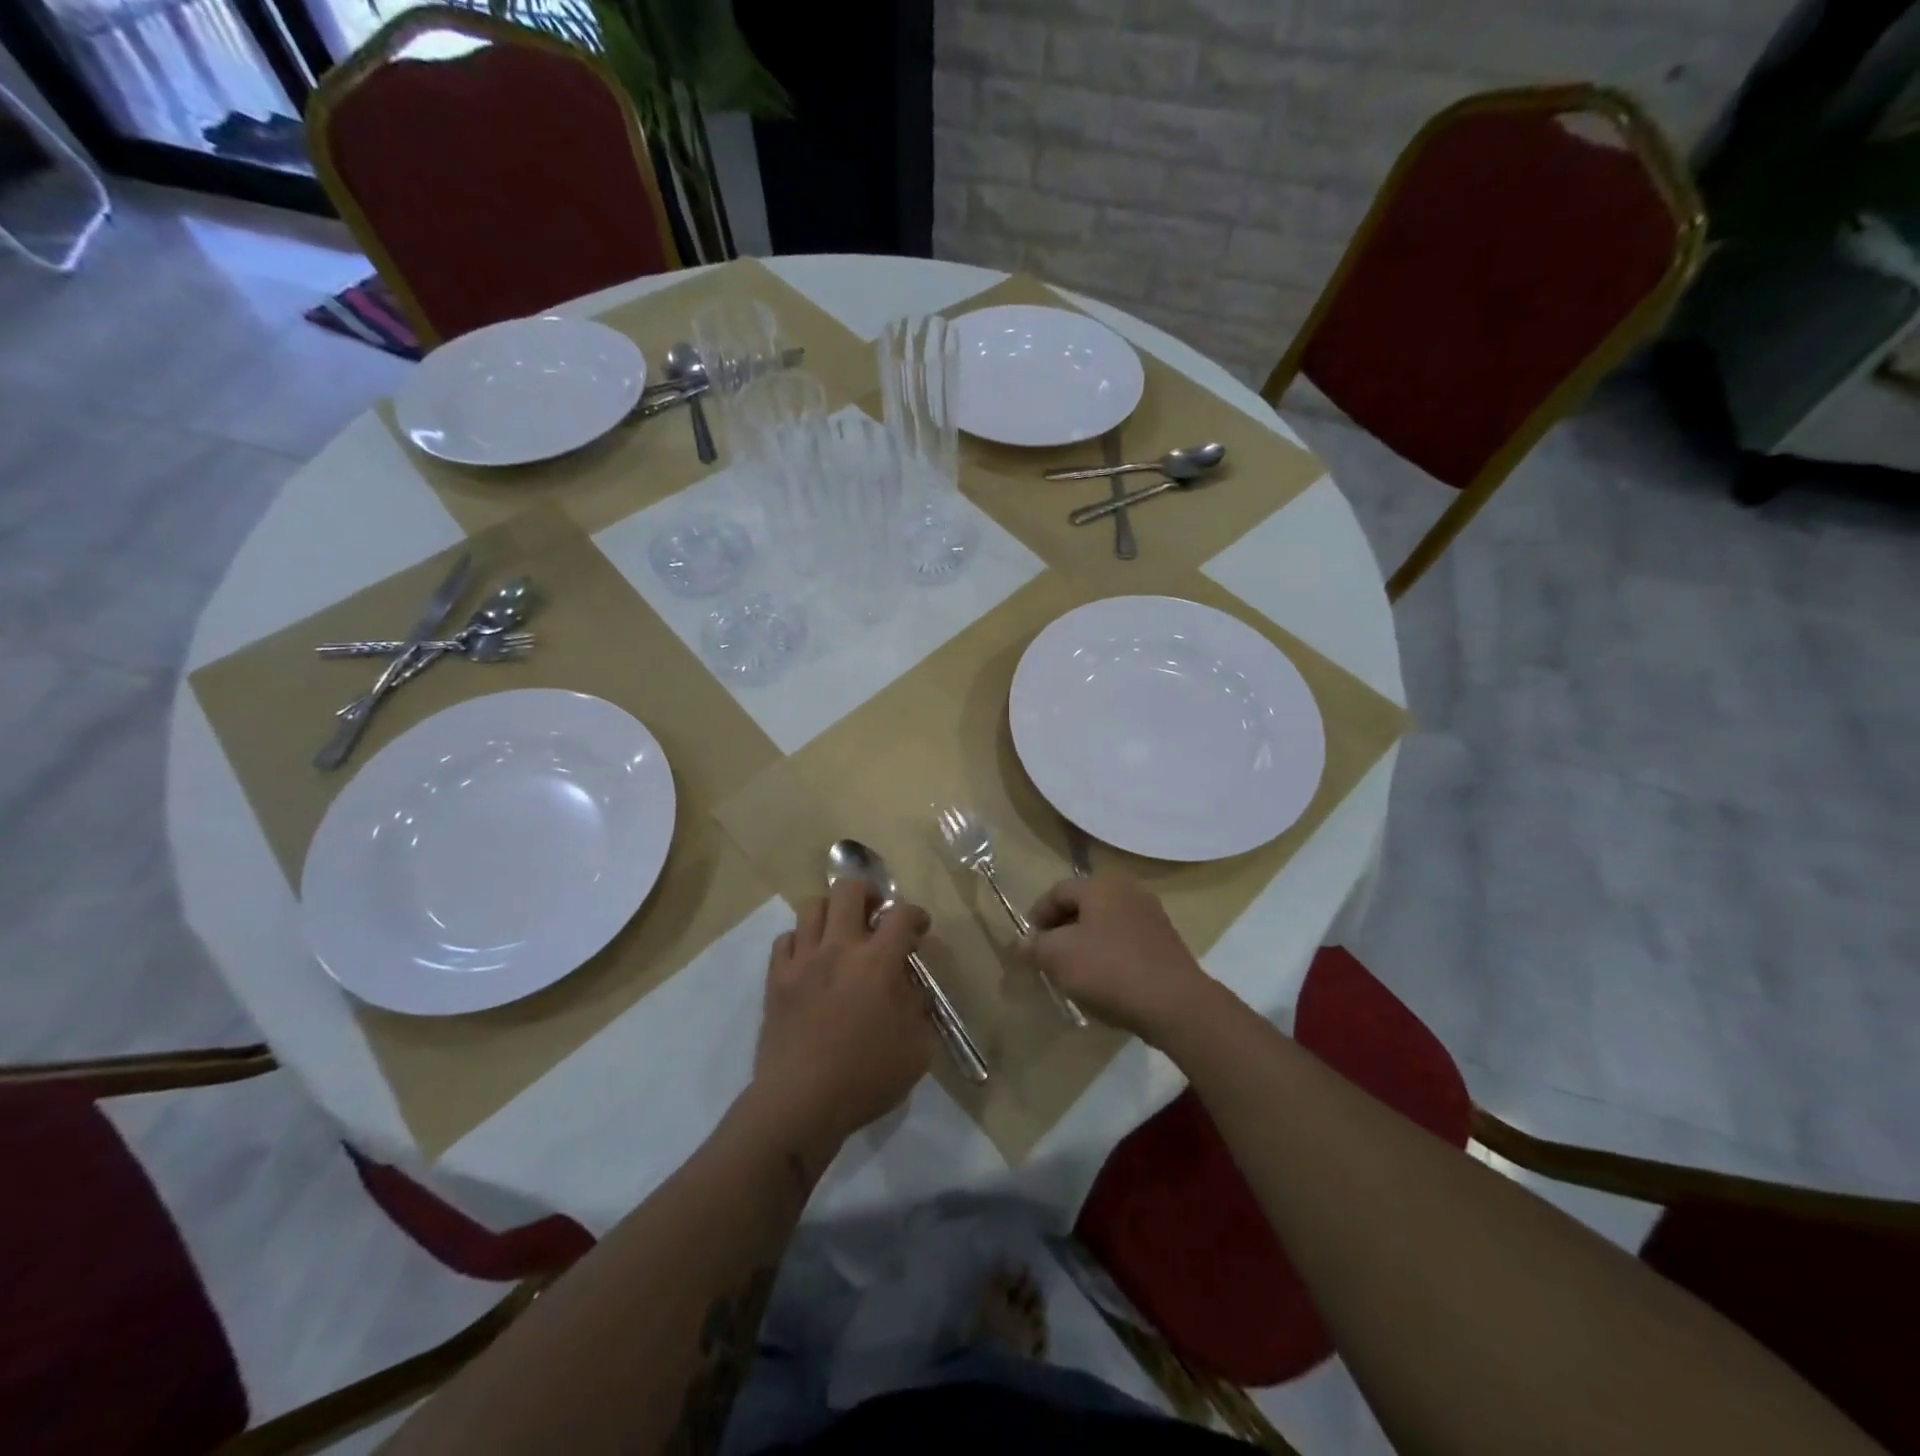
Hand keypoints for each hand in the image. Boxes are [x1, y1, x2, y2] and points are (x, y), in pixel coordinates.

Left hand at [751, 878, 935, 1154]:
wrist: (800, 1102)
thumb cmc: (866, 1078)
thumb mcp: (917, 1049)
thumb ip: (920, 1009)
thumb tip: (914, 989)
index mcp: (878, 962)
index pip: (902, 914)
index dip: (916, 915)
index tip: (919, 930)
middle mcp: (840, 948)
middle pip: (849, 889)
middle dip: (868, 893)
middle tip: (876, 915)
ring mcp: (803, 960)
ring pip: (812, 905)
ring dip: (832, 912)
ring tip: (841, 932)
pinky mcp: (776, 978)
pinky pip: (785, 939)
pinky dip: (801, 940)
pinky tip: (810, 959)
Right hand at [1025, 873, 1211, 1041]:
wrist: (1175, 1004)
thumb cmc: (1109, 970)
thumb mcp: (1058, 957)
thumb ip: (1034, 947)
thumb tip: (1022, 944)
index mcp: (1100, 884)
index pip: (1057, 892)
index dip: (1037, 916)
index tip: (1028, 943)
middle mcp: (1128, 890)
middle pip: (1083, 906)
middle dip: (1061, 930)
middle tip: (1048, 956)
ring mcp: (1151, 915)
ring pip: (1105, 924)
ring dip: (1085, 943)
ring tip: (1073, 972)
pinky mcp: (1166, 942)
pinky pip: (1126, 942)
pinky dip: (1109, 955)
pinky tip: (1104, 981)